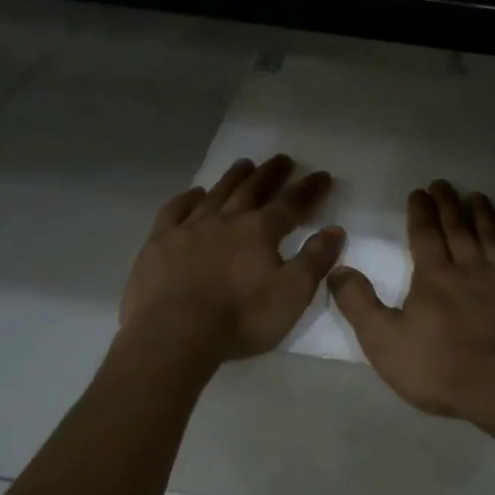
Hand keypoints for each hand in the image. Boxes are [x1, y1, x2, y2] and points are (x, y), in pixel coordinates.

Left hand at [119, 154, 344, 362]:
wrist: (174, 335)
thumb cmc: (240, 318)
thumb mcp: (292, 294)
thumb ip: (315, 260)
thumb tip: (335, 230)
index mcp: (260, 231)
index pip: (291, 203)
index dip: (309, 189)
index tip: (322, 175)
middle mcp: (226, 220)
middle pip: (252, 190)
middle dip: (270, 174)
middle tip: (282, 159)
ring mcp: (189, 228)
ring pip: (216, 194)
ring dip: (233, 178)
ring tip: (244, 164)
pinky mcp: (159, 242)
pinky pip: (175, 210)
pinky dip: (187, 198)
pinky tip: (194, 194)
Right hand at [328, 180, 494, 423]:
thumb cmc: (440, 369)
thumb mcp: (383, 341)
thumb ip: (359, 303)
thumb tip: (337, 269)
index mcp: (434, 277)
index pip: (425, 235)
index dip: (421, 211)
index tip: (420, 191)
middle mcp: (471, 269)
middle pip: (459, 229)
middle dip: (449, 204)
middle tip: (444, 184)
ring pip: (494, 238)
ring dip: (485, 216)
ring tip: (478, 196)